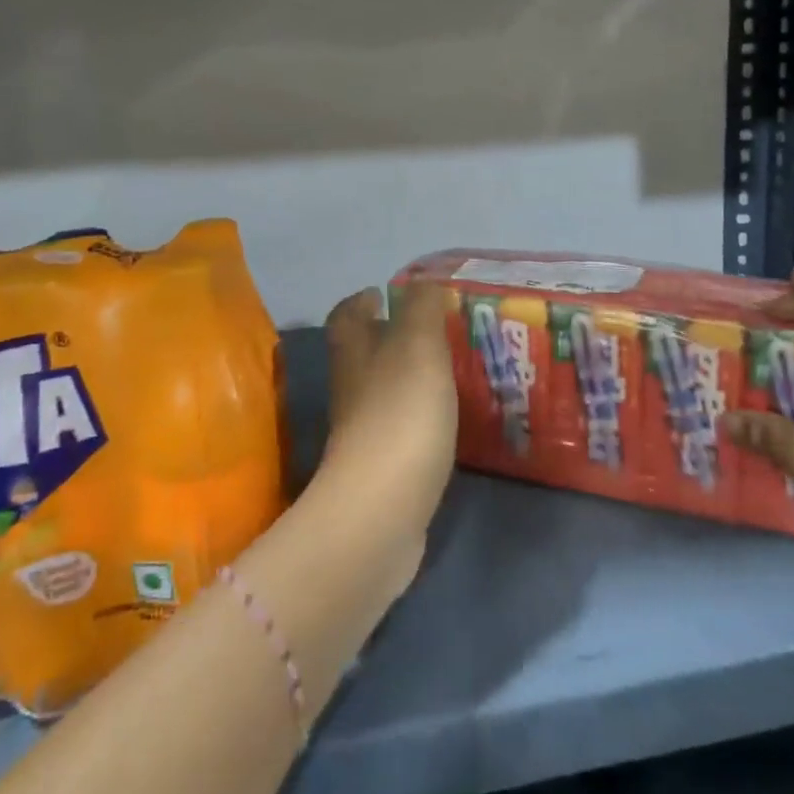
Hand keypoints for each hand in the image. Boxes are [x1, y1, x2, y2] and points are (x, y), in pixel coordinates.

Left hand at [310, 285, 458, 586]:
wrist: (382, 512)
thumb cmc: (400, 415)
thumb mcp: (418, 347)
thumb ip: (421, 310)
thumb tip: (421, 281)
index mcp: (354, 354)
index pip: (346, 316)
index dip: (360, 300)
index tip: (383, 292)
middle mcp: (352, 388)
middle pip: (363, 352)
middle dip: (390, 336)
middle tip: (432, 328)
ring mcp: (364, 431)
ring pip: (383, 389)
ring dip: (407, 375)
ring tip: (448, 367)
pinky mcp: (382, 467)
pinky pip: (400, 426)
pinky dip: (418, 413)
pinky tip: (446, 416)